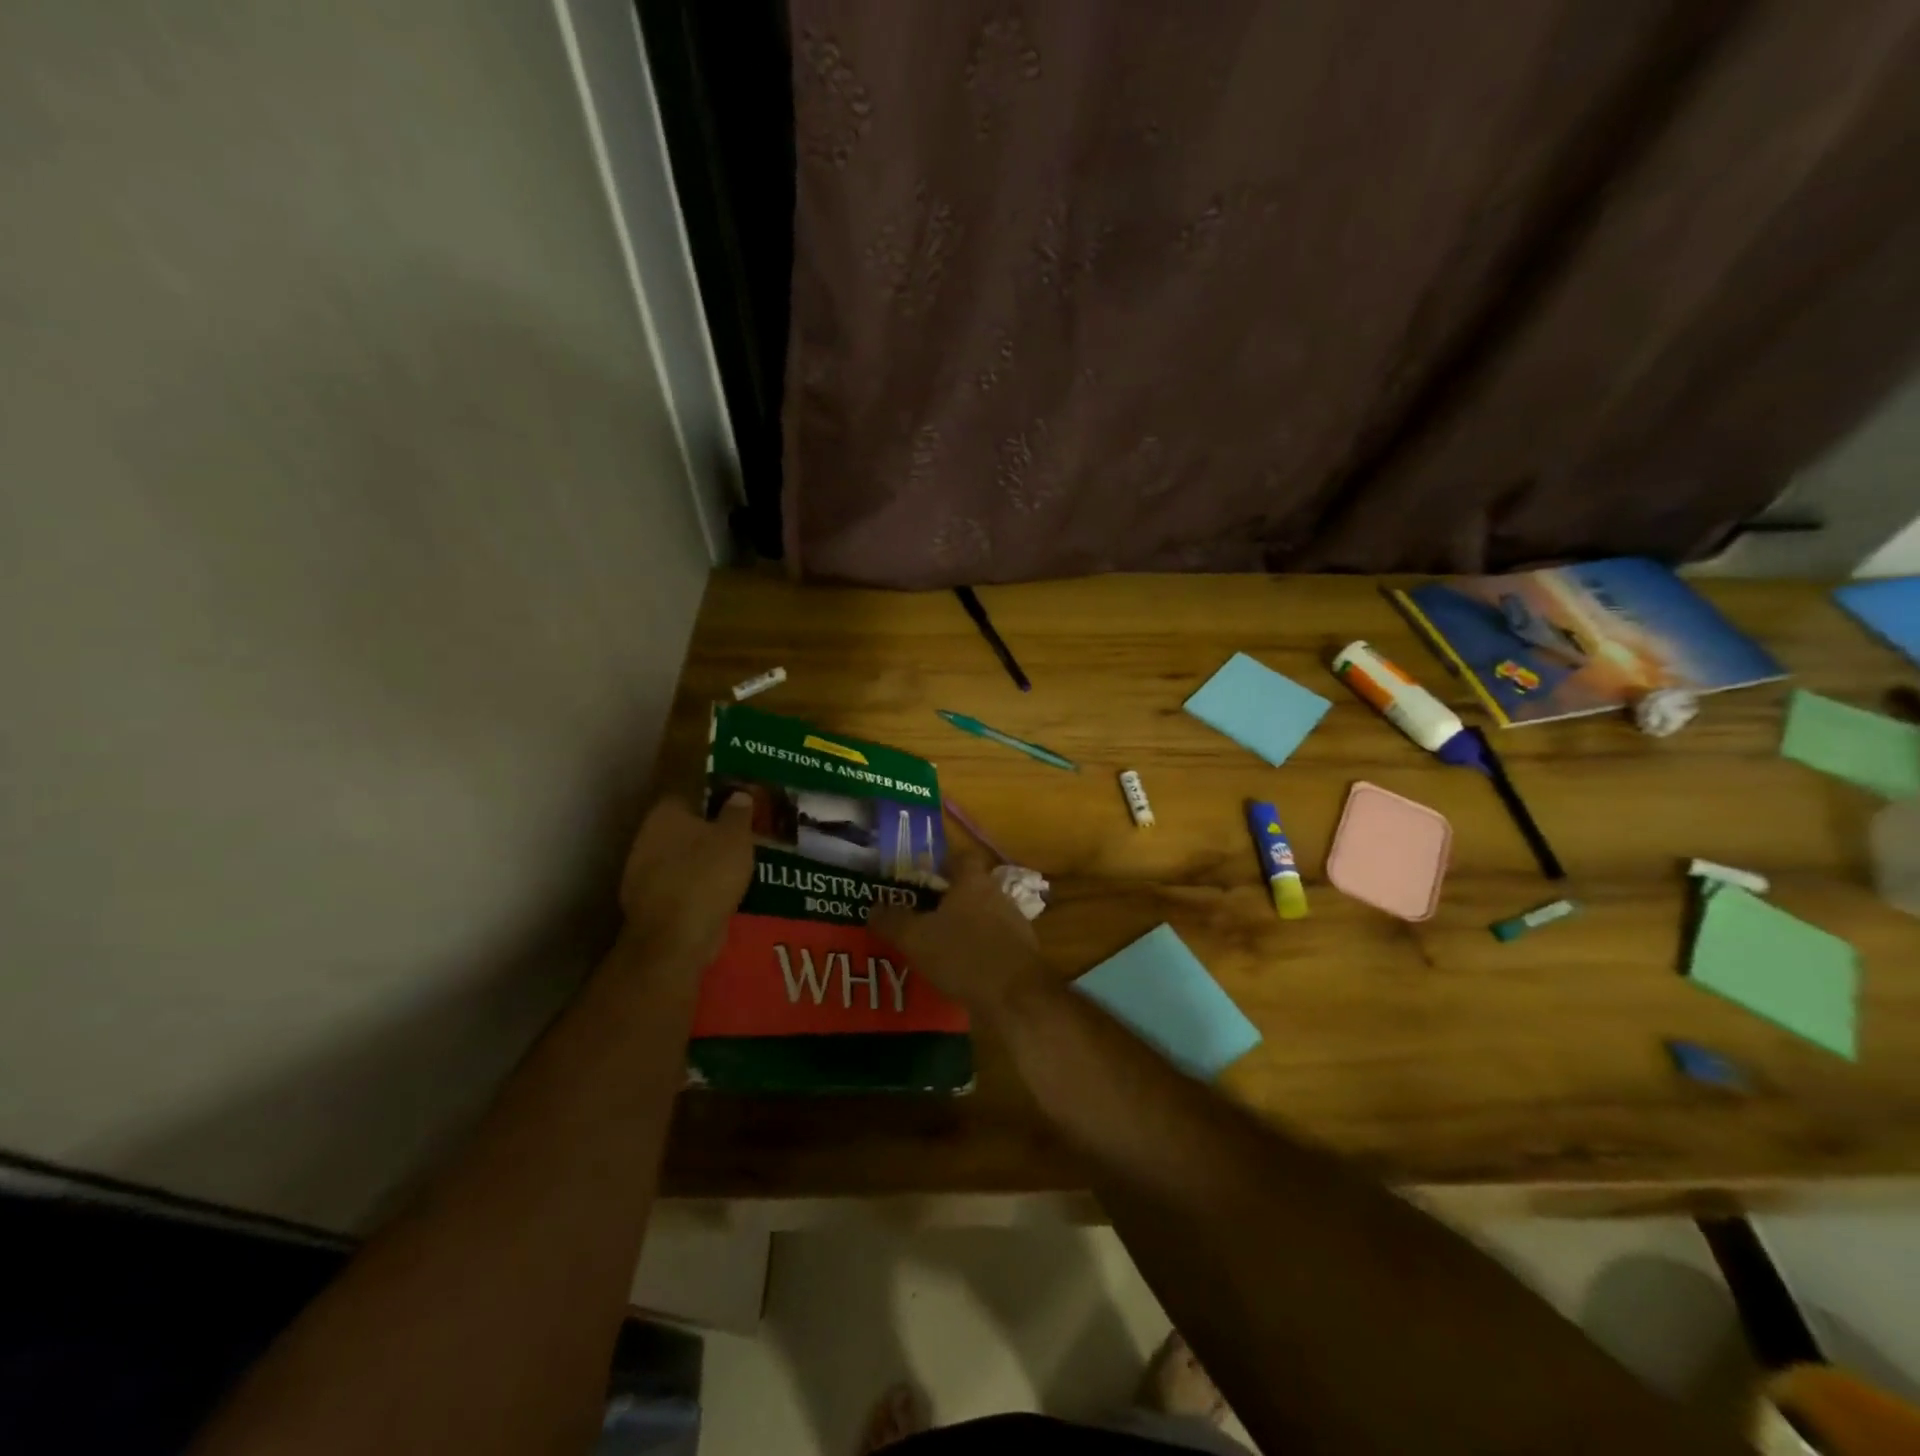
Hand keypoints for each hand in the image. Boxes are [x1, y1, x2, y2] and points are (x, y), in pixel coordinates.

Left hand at [619, 795, 754, 965]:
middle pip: (685, 827)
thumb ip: (738, 812)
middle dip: (710, 831)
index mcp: (665, 814)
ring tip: (736, 866)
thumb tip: (738, 793)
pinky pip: (680, 886)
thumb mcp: (736, 837)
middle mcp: (647, 837)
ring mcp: (642, 872)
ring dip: (703, 861)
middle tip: (742, 836)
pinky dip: (697, 887)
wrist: (674, 939)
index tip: (739, 804)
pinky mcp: (649, 903)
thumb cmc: (707, 876)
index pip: (691, 793)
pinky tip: (720, 893)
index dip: (716, 797)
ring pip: (681, 858)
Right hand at [869, 857, 1048, 1017]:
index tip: (922, 877)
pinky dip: (976, 952)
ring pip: (982, 917)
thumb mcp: (916, 938)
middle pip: (970, 889)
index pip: (960, 858)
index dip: (942, 863)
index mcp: (973, 882)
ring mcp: (1014, 924)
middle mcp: (997, 895)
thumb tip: (873, 907)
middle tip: (921, 916)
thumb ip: (892, 921)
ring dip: (962, 927)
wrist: (1015, 996)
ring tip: (936, 946)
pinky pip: (992, 944)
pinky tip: (959, 970)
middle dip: (947, 900)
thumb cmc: (963, 955)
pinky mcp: (1020, 953)